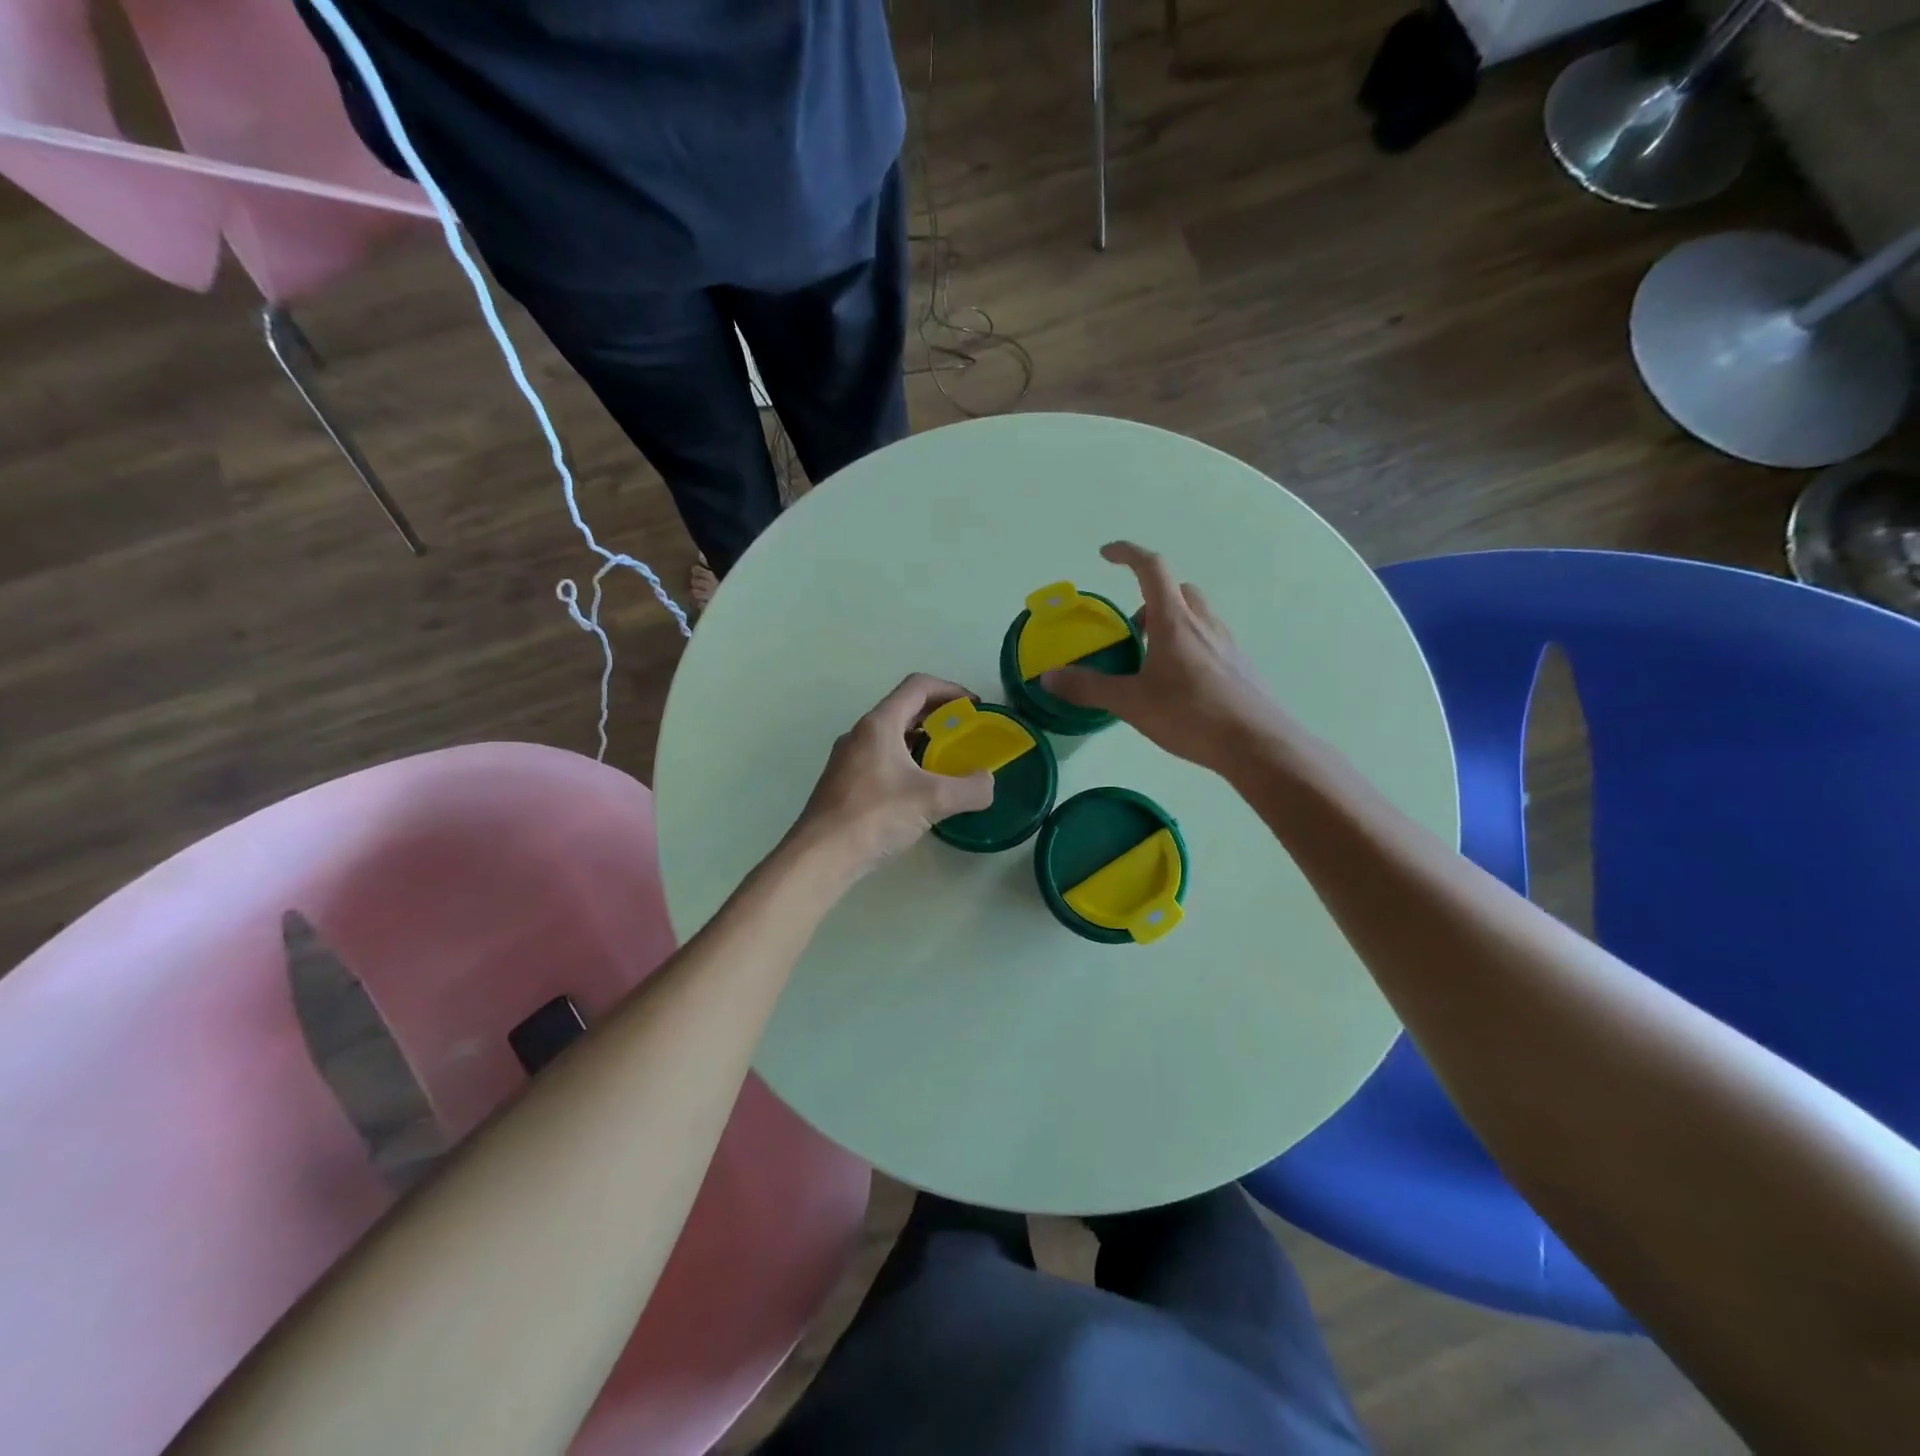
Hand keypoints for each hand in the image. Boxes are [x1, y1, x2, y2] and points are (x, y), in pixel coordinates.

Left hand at [790, 674, 995, 879]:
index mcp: (879, 724)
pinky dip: (906, 762)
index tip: (974, 706)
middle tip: (965, 733)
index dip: (950, 689)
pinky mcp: (843, 782)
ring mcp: (848, 758)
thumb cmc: (875, 816)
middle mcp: (860, 733)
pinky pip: (881, 759)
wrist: (821, 855)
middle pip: (904, 708)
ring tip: (946, 762)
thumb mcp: (933, 801)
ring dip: (921, 740)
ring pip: (891, 736)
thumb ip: (971, 789)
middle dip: (938, 715)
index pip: (918, 686)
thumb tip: (988, 783)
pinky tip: (918, 790)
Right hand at [1041, 541, 1295, 774]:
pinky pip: (1209, 641)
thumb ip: (1088, 688)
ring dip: (1170, 624)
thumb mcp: (1131, 703)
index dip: (1127, 553)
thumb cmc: (1190, 715)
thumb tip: (1048, 677)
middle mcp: (1203, 622)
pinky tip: (1179, 685)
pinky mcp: (1239, 666)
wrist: (1256, 743)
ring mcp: (1226, 643)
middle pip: (1177, 590)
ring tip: (1151, 663)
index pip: (1151, 568)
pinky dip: (1188, 647)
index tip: (1106, 555)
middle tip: (1131, 632)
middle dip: (1149, 600)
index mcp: (1174, 621)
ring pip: (1195, 615)